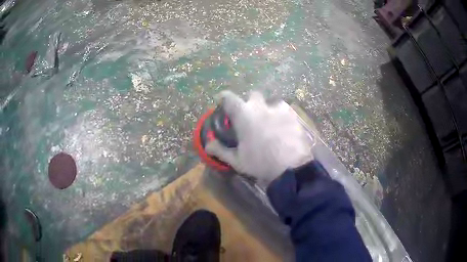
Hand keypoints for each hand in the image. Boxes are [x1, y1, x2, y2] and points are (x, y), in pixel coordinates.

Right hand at [206, 91, 313, 186]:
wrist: (291, 168)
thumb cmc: (260, 163)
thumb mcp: (237, 160)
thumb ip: (220, 150)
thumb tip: (207, 145)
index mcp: (243, 114)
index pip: (228, 97)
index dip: (223, 97)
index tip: (221, 101)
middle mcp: (260, 106)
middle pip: (252, 95)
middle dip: (250, 102)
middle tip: (250, 117)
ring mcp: (279, 109)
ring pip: (271, 103)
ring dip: (268, 110)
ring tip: (270, 124)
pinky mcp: (293, 115)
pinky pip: (285, 111)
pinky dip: (282, 117)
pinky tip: (284, 129)